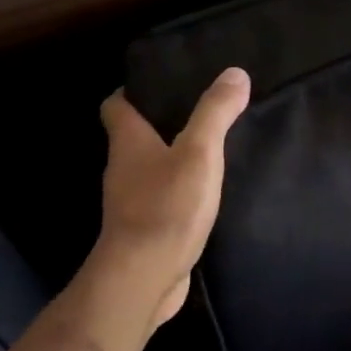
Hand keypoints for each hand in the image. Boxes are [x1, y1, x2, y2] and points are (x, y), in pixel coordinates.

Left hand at [94, 67, 250, 328]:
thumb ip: (215, 113)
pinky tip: (205, 192)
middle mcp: (122, 169)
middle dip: (160, 122)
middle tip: (197, 109)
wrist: (144, 277)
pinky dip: (178, 190)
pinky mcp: (145, 229)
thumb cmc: (167, 207)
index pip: (116, 105)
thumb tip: (234, 73)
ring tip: (208, 147)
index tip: (160, 82)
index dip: (133, 91)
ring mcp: (131, 202)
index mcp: (128, 142)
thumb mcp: (199, 152)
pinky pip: (161, 199)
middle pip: (133, 136)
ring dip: (171, 157)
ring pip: (149, 169)